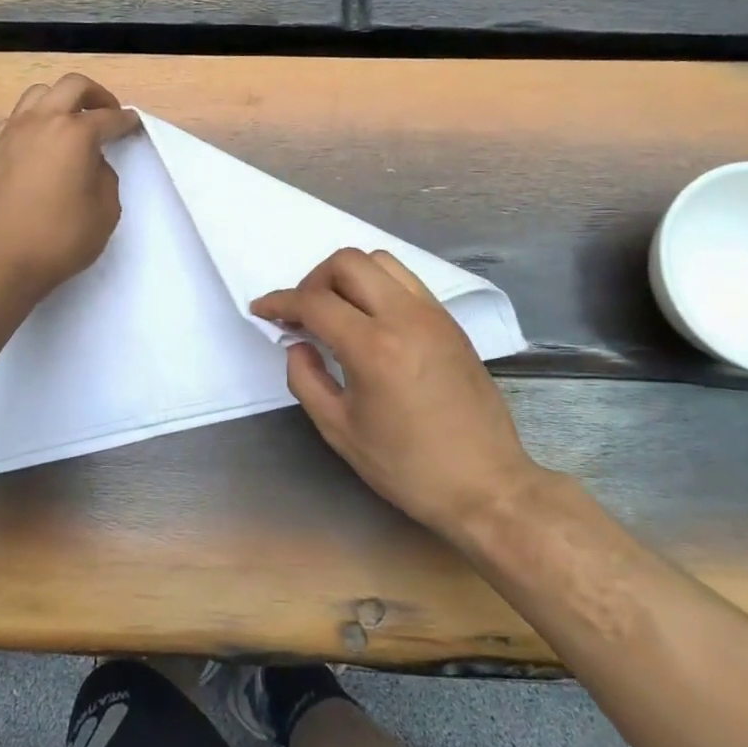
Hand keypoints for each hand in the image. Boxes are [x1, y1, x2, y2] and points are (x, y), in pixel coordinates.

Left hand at [0, 74, 141, 301]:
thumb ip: (105, 177)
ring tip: (72, 124)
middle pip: (72, 86)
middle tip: (107, 114)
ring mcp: (11, 131)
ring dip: (62, 101)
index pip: (108, 117)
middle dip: (96, 95)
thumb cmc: (59, 239)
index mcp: (74, 133)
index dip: (126, 121)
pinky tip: (43, 144)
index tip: (134, 124)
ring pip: (39, 94)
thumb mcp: (105, 212)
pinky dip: (36, 120)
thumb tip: (92, 163)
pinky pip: (18, 117)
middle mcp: (41, 121)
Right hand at [251, 248, 538, 543]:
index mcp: (373, 348)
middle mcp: (405, 317)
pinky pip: (405, 280)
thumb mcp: (340, 430)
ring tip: (335, 311)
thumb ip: (305, 378)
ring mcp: (433, 314)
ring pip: (380, 261)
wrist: (485, 484)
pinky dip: (377, 285)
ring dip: (347, 276)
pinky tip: (369, 318)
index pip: (314, 302)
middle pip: (347, 262)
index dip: (280, 302)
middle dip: (313, 280)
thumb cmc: (407, 467)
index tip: (261, 310)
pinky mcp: (449, 322)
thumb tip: (296, 343)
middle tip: (303, 314)